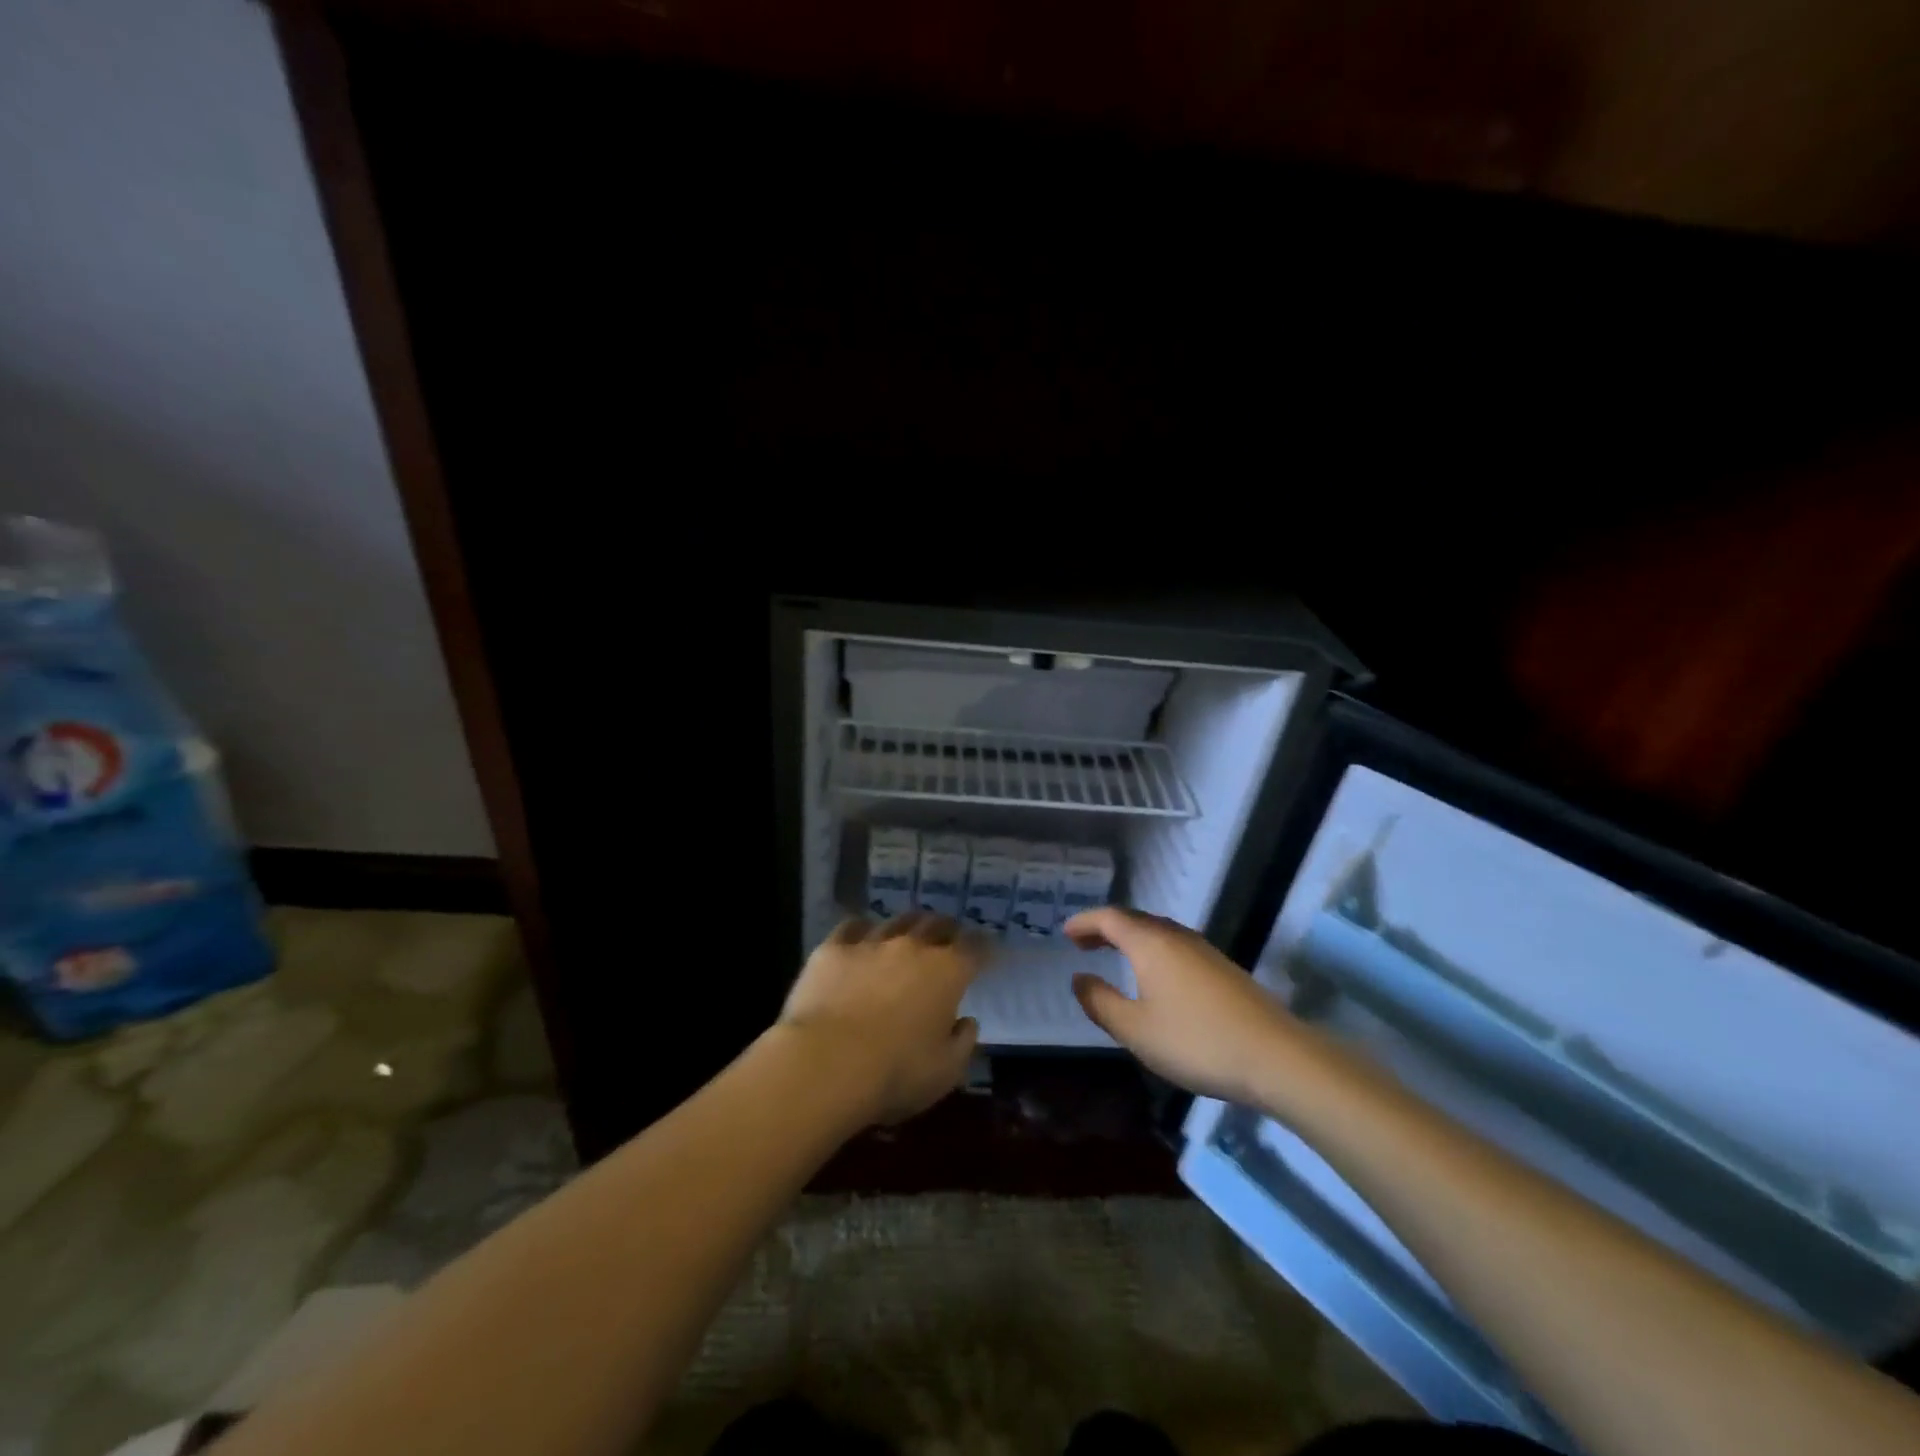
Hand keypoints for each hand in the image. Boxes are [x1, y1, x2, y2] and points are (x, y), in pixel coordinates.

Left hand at [781, 910, 984, 1124]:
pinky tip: (860, 937)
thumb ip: (962, 1043)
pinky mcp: (832, 949)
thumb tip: (966, 1022)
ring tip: (907, 934)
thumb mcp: (945, 1071)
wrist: (826, 1064)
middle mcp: (912, 946)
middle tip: (948, 938)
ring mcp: (870, 943)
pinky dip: (862, 930)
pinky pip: (852, 927)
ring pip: (896, 921)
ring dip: (907, 927)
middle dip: (947, 929)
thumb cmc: (895, 1073)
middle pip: (936, 924)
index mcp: (947, 972)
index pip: (975, 947)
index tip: (987, 951)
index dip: (984, 946)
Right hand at [1066, 906, 1296, 1104]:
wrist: (1276, 1057)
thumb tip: (1079, 979)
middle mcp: (1176, 937)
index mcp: (1150, 944)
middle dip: (1106, 927)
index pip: (1110, 918)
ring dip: (1131, 938)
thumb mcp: (1136, 1030)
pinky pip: (1175, 946)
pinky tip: (1155, 975)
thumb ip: (1101, 1003)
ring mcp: (1204, 951)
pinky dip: (1153, 950)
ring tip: (1115, 954)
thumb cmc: (1196, 1041)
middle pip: (1135, 919)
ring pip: (1158, 932)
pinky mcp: (1223, 969)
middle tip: (1085, 943)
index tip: (1066, 933)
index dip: (1085, 922)